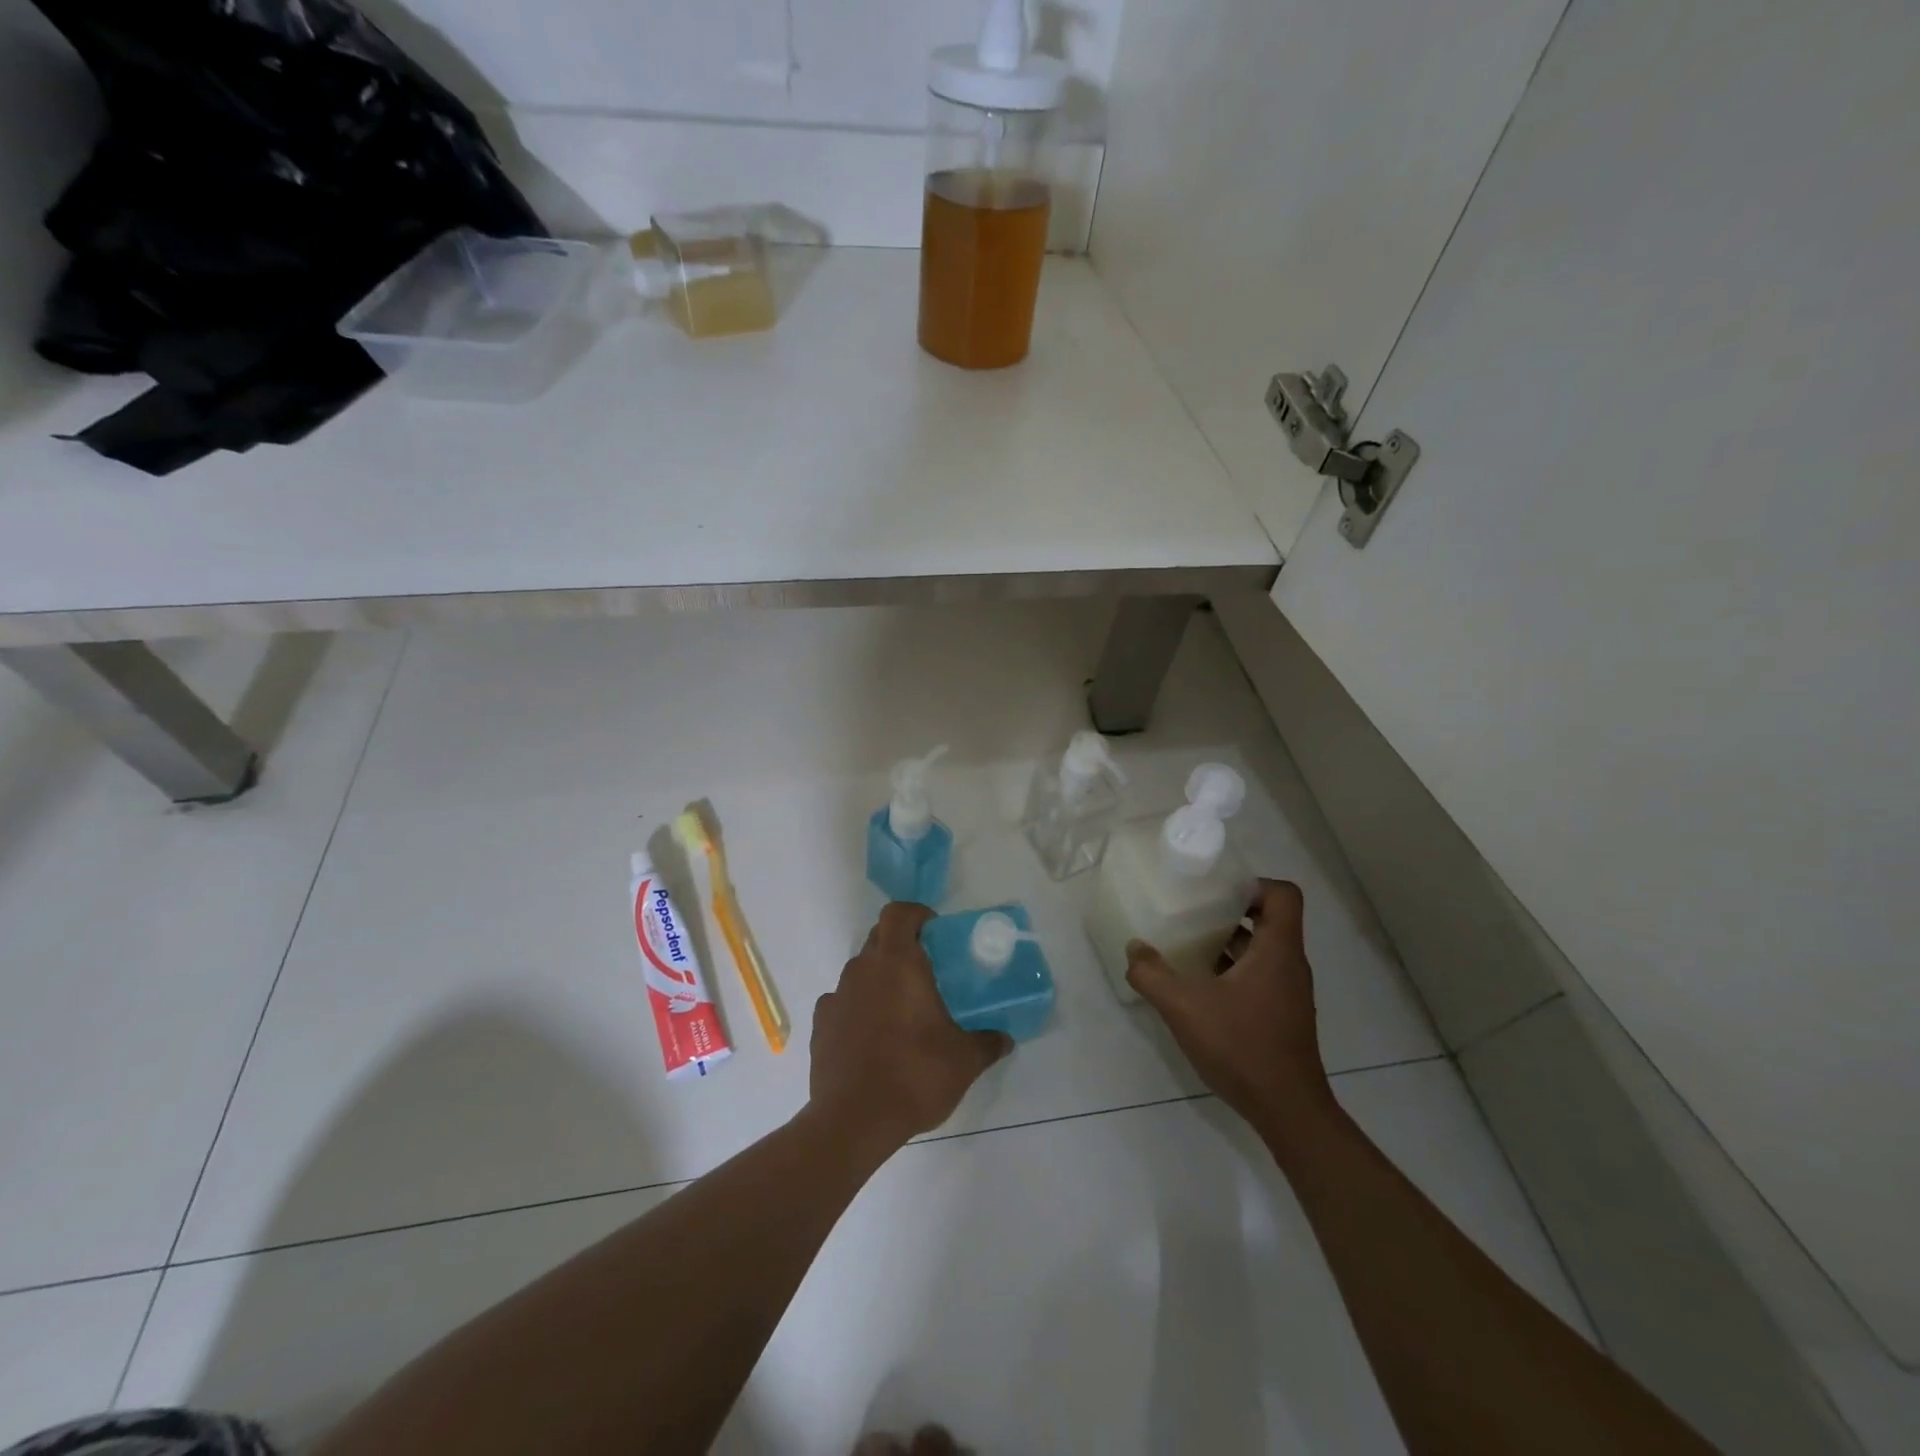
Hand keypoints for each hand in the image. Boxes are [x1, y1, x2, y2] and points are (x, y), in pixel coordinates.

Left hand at [810, 903, 1010, 1148]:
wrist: (853, 1121)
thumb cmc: (914, 1075)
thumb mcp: (964, 1060)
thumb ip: (987, 1043)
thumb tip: (1005, 1039)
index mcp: (897, 962)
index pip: (898, 912)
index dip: (916, 915)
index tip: (935, 934)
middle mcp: (862, 969)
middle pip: (879, 938)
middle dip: (902, 947)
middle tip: (927, 975)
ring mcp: (836, 996)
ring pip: (861, 972)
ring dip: (880, 981)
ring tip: (901, 1013)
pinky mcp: (820, 1025)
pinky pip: (843, 1003)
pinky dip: (858, 1010)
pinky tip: (872, 1039)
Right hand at [1126, 880, 1334, 1142]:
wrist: (1287, 1111)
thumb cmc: (1242, 1047)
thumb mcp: (1184, 1007)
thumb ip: (1152, 974)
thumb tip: (1134, 948)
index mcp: (1278, 950)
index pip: (1283, 895)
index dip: (1253, 884)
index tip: (1217, 889)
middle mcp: (1289, 965)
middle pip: (1269, 919)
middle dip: (1230, 911)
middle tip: (1191, 910)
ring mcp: (1288, 992)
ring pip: (1261, 950)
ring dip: (1228, 942)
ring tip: (1187, 944)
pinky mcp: (1281, 1015)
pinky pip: (1258, 976)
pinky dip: (1231, 970)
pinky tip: (1199, 986)